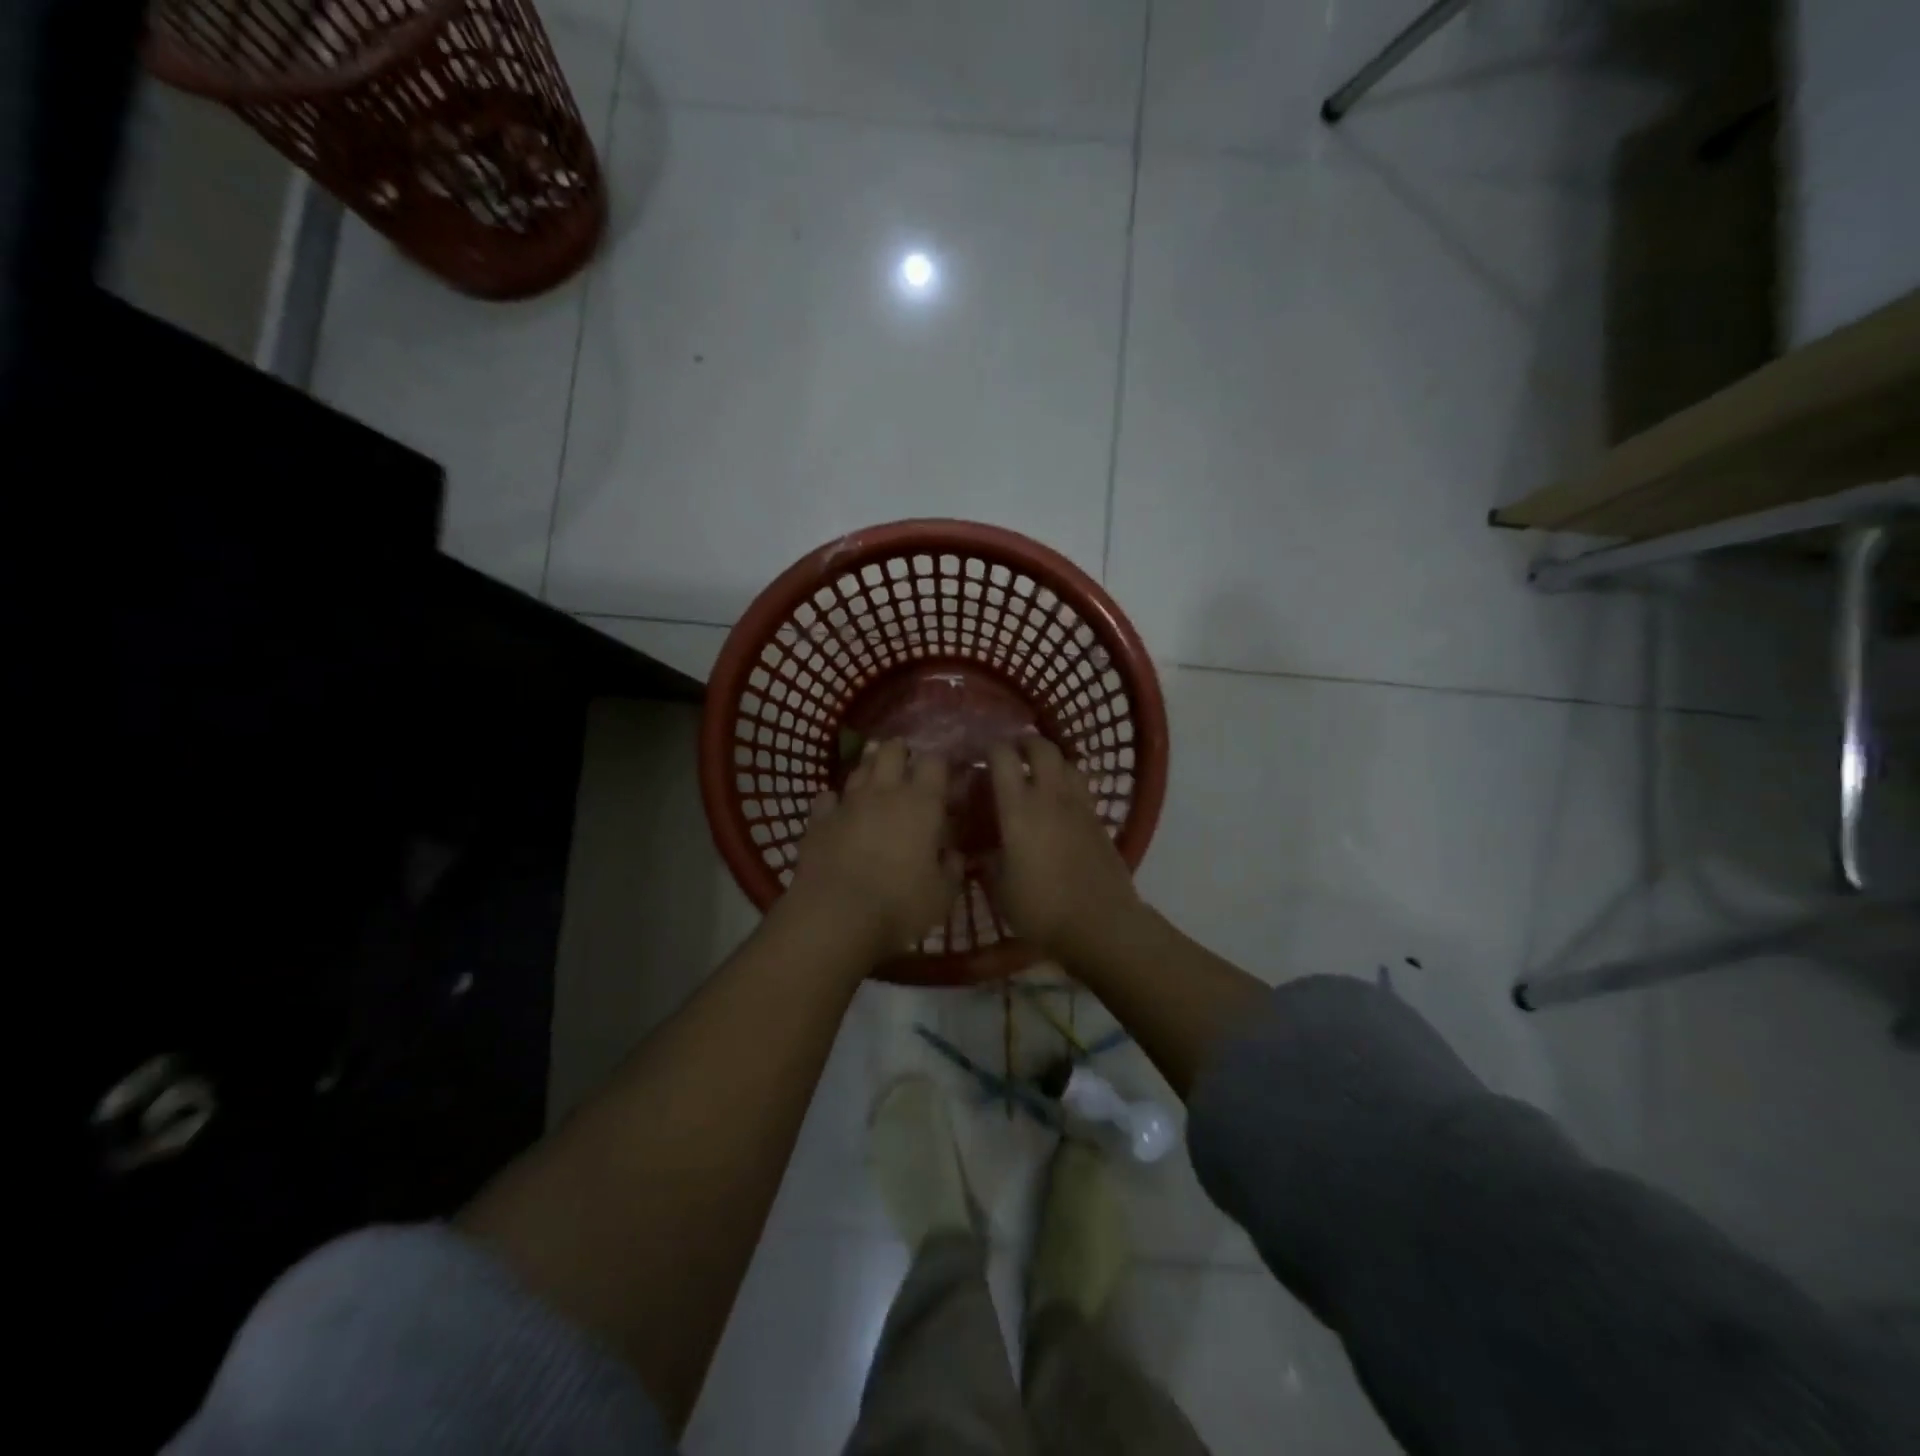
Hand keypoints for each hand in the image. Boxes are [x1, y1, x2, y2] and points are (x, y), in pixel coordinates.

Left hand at [784, 739, 961, 961]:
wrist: (835, 916)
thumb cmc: (900, 904)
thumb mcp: (942, 894)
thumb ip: (951, 868)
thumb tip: (953, 854)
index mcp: (922, 803)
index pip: (934, 762)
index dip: (940, 764)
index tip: (945, 777)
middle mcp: (885, 792)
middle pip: (892, 750)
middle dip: (900, 752)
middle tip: (907, 767)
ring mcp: (848, 802)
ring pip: (859, 768)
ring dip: (870, 769)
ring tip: (876, 782)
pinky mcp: (818, 819)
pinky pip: (827, 797)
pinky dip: (835, 801)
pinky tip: (839, 810)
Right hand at [987, 736, 1142, 960]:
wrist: (1100, 925)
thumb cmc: (1042, 909)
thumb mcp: (1000, 889)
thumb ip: (988, 861)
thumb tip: (979, 850)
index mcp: (1019, 809)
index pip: (1003, 757)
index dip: (990, 748)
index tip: (978, 754)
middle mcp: (1051, 797)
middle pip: (1042, 748)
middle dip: (1024, 742)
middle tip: (1011, 752)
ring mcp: (1080, 806)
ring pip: (1068, 762)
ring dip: (1050, 758)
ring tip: (1038, 771)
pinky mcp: (1099, 820)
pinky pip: (1082, 786)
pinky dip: (1068, 782)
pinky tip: (1060, 801)